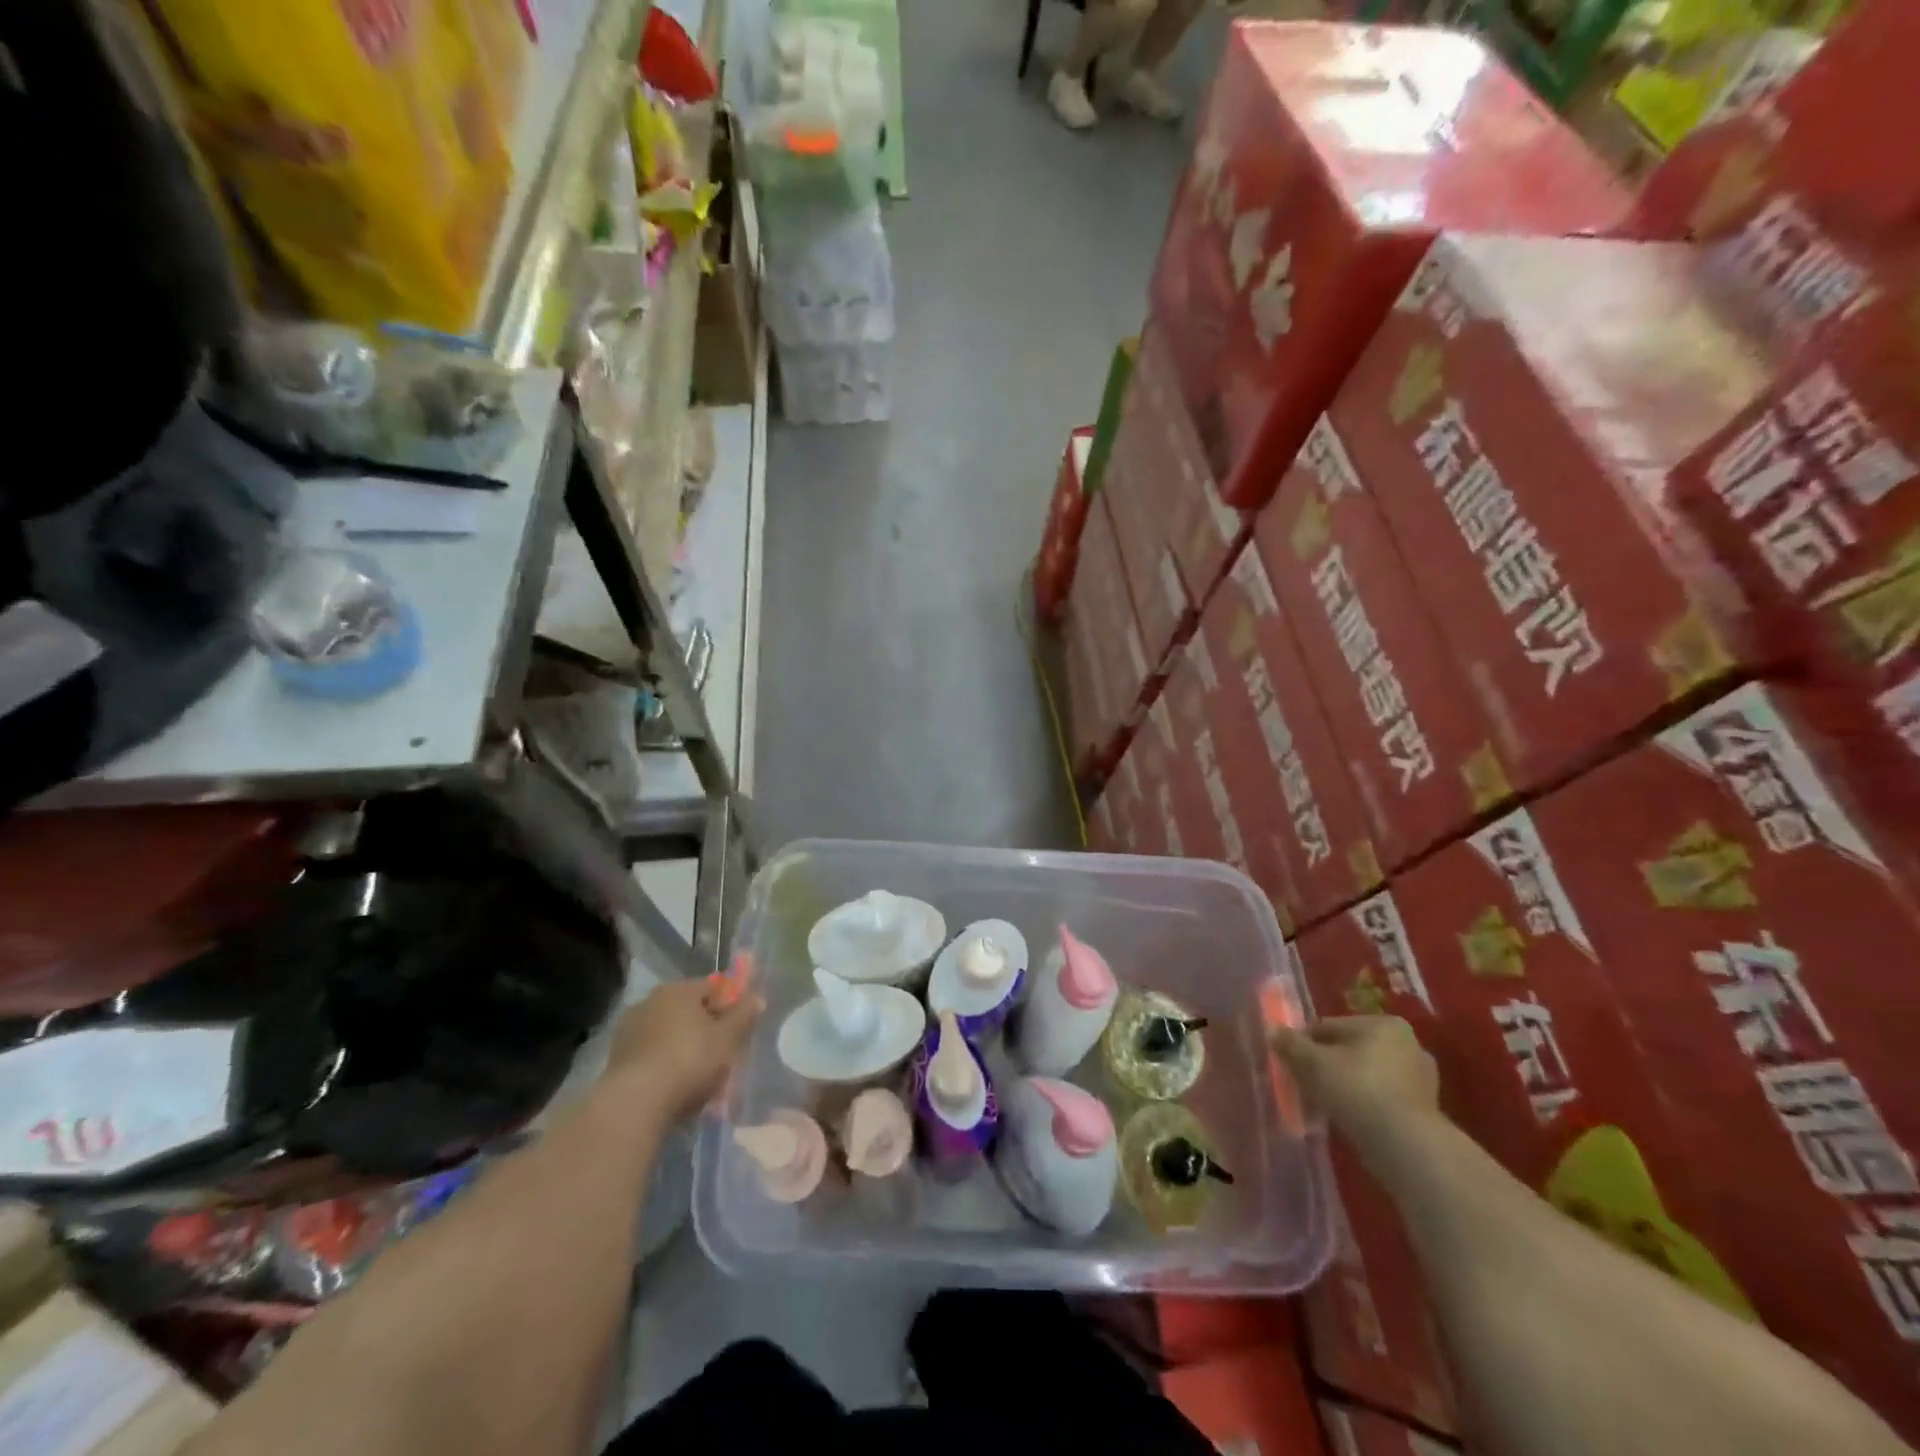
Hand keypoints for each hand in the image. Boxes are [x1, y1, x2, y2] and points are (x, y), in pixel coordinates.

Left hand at [602, 979, 762, 1123]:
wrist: (635, 1104)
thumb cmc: (688, 1061)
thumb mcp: (727, 1038)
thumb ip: (743, 1015)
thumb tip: (757, 997)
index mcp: (677, 990)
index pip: (712, 987)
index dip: (730, 1005)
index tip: (740, 1028)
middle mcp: (650, 1002)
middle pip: (690, 1011)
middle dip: (707, 1030)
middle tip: (723, 1055)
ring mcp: (629, 1031)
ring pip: (670, 1035)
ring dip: (686, 1049)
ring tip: (701, 1078)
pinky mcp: (617, 1060)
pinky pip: (653, 1056)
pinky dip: (667, 1066)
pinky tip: (677, 1088)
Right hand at [1271, 1016, 1439, 1168]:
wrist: (1406, 1148)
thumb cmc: (1358, 1090)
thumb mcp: (1313, 1063)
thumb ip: (1291, 1044)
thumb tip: (1272, 1030)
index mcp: (1384, 1024)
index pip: (1330, 1027)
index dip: (1305, 1044)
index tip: (1291, 1063)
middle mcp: (1408, 1045)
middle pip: (1349, 1051)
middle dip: (1326, 1066)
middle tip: (1305, 1084)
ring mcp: (1420, 1080)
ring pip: (1365, 1076)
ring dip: (1344, 1087)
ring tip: (1323, 1105)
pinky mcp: (1424, 1111)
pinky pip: (1380, 1099)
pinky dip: (1362, 1105)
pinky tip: (1346, 1119)